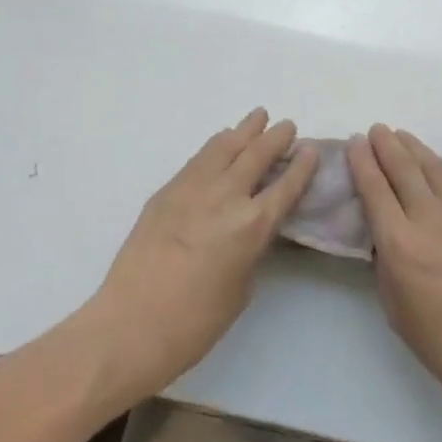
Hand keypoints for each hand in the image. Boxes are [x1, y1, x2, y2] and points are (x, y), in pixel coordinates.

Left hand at [86, 110, 316, 401]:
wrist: (130, 325)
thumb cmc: (194, 323)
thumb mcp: (241, 289)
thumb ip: (251, 250)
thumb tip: (250, 228)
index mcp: (252, 226)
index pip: (286, 186)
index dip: (302, 166)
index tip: (311, 150)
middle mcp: (226, 197)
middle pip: (257, 155)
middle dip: (276, 138)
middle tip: (287, 126)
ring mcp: (193, 189)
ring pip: (225, 146)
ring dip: (245, 130)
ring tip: (258, 117)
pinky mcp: (166, 191)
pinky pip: (199, 158)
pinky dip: (216, 145)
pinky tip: (222, 141)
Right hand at [348, 126, 441, 419]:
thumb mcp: (396, 309)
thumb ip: (386, 263)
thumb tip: (385, 236)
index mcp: (401, 243)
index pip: (375, 189)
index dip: (362, 162)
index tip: (354, 143)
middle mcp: (430, 218)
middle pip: (403, 168)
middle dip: (385, 145)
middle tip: (375, 130)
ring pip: (434, 167)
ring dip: (413, 148)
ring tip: (400, 136)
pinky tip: (436, 162)